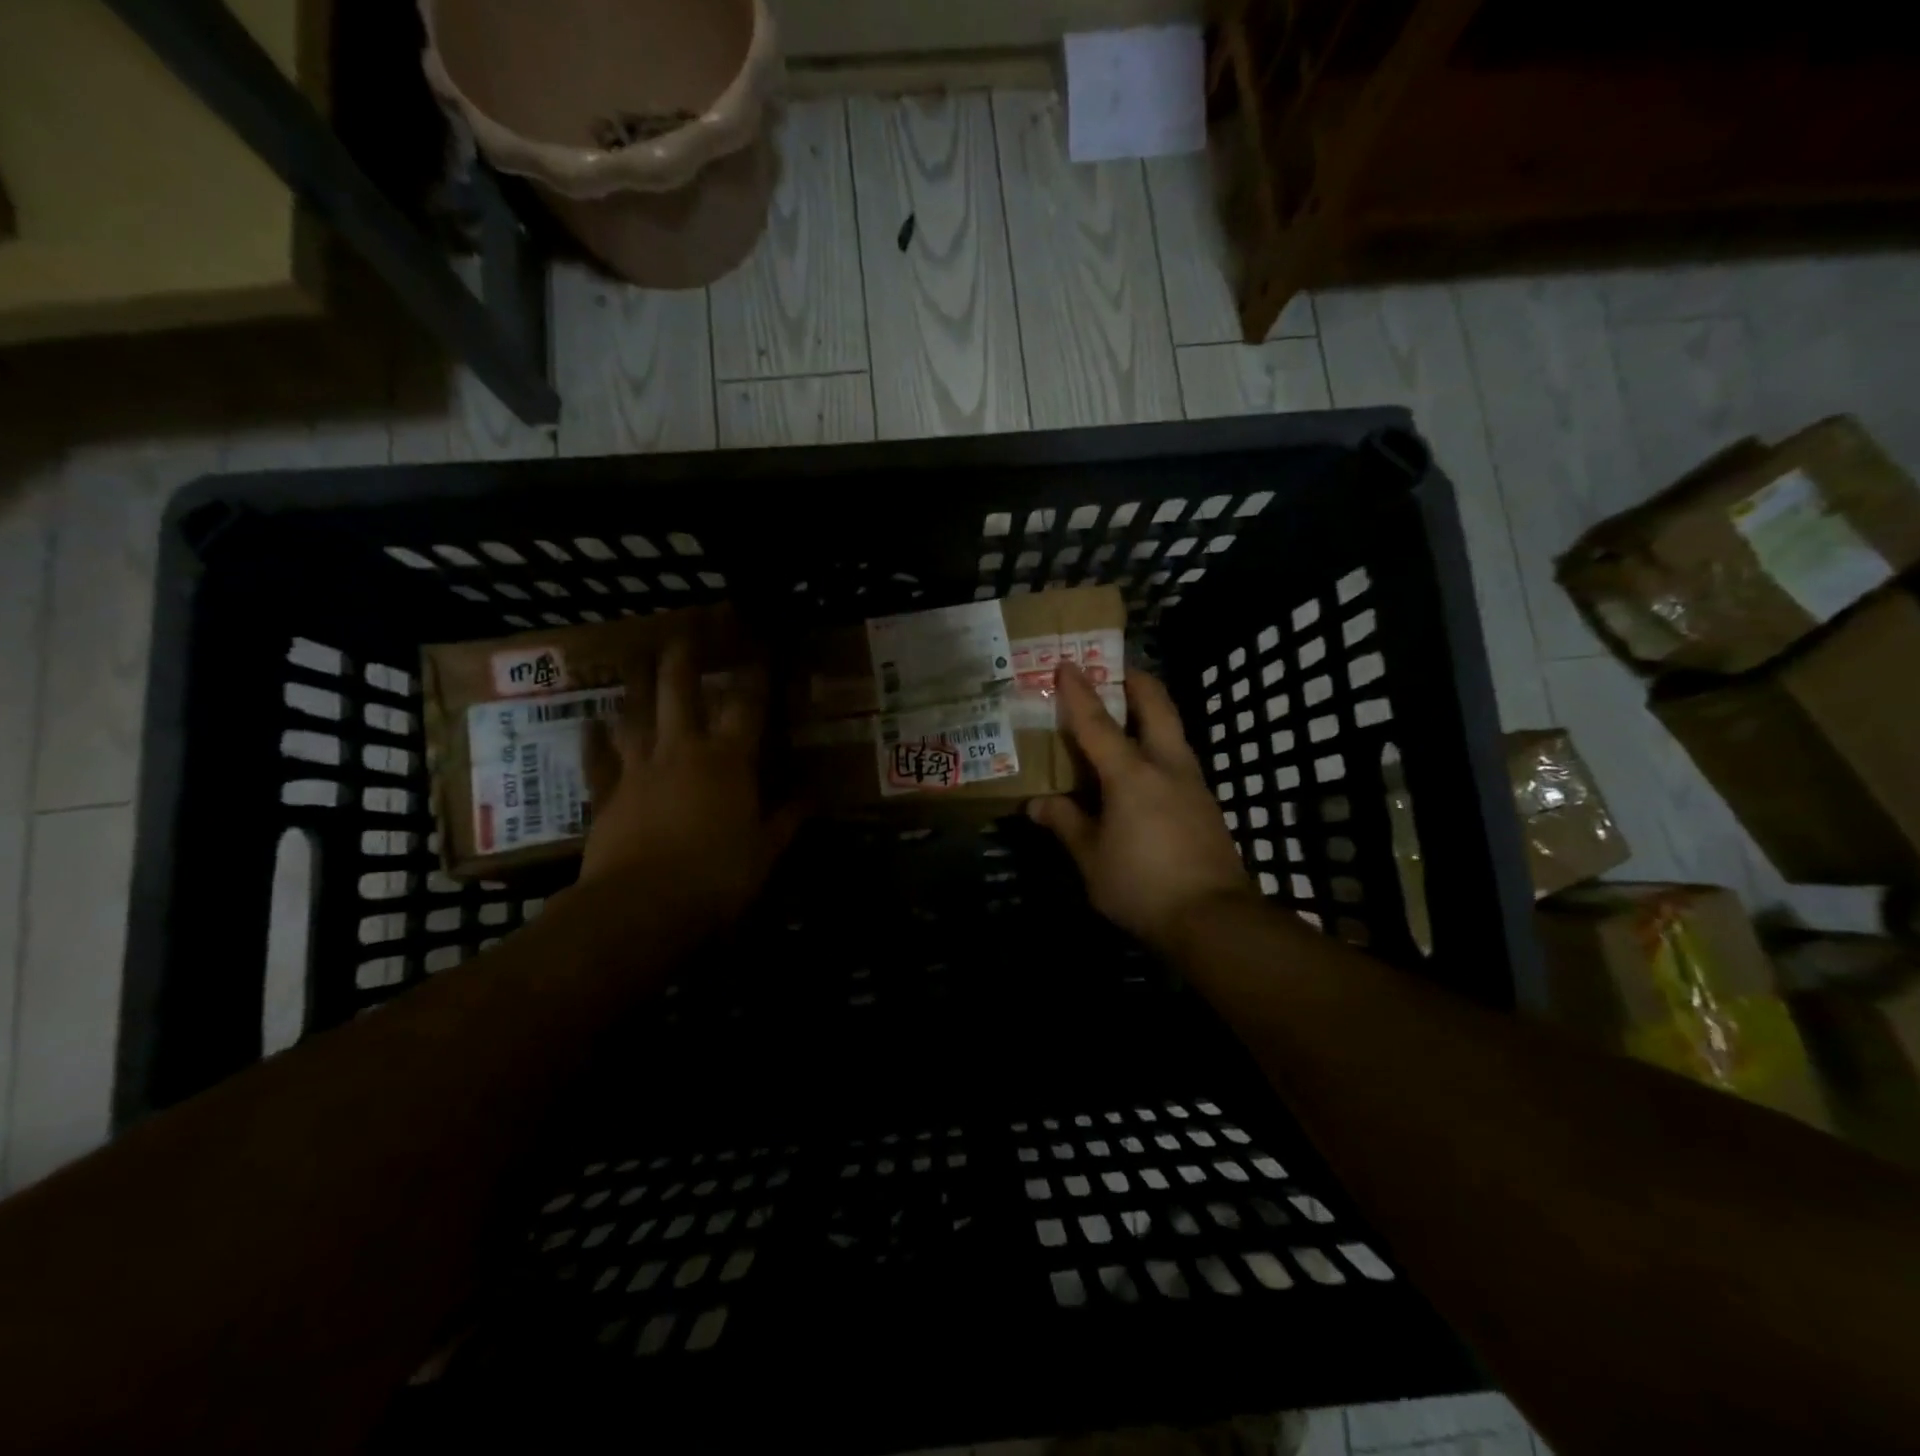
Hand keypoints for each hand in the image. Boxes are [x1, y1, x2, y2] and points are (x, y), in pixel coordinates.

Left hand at [578, 640, 800, 933]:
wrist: (640, 907)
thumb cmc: (716, 878)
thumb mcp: (765, 852)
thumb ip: (787, 820)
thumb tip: (812, 798)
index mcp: (728, 761)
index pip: (746, 705)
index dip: (755, 674)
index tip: (760, 647)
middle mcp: (682, 750)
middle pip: (679, 689)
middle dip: (684, 655)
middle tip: (685, 627)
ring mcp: (638, 769)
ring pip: (634, 713)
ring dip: (636, 682)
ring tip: (636, 656)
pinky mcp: (606, 794)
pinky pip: (598, 758)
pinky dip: (594, 739)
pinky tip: (590, 721)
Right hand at [1029, 662, 1257, 949]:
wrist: (1213, 918)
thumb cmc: (1142, 885)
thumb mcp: (1091, 859)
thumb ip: (1066, 824)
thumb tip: (1037, 804)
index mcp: (1131, 775)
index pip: (1097, 723)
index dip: (1078, 692)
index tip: (1066, 663)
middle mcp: (1166, 766)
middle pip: (1157, 706)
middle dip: (1136, 681)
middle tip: (1115, 670)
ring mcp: (1193, 783)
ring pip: (1173, 729)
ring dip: (1151, 711)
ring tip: (1126, 714)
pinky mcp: (1205, 803)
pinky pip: (1178, 757)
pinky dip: (1158, 744)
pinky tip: (1143, 767)